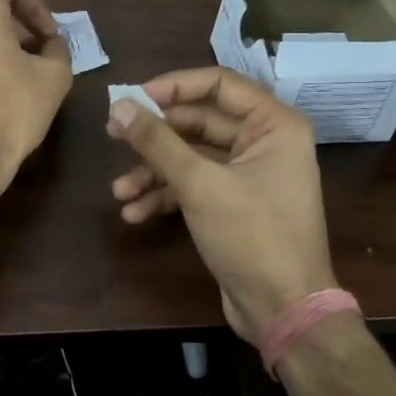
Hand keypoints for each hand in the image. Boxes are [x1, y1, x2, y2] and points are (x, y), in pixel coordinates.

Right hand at [108, 66, 343, 342]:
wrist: (283, 312)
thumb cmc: (252, 236)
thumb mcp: (200, 185)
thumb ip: (157, 142)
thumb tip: (118, 105)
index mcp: (274, 125)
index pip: (219, 83)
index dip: (174, 86)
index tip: (133, 97)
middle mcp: (265, 142)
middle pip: (199, 121)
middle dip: (155, 135)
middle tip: (112, 136)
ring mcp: (249, 175)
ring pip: (192, 157)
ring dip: (153, 172)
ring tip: (118, 191)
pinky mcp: (234, 204)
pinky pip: (195, 185)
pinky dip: (165, 195)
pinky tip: (135, 213)